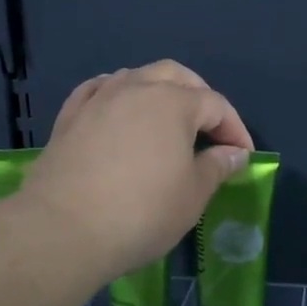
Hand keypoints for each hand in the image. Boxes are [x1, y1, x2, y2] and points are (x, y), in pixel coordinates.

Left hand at [20, 60, 253, 284]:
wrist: (63, 229)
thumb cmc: (141, 212)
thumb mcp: (192, 195)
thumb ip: (216, 167)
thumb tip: (234, 153)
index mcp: (174, 102)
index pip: (215, 105)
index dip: (234, 129)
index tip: (243, 156)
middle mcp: (137, 88)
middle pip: (175, 76)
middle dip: (198, 95)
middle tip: (209, 127)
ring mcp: (99, 99)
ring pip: (135, 77)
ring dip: (157, 91)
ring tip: (165, 119)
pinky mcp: (69, 117)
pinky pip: (98, 90)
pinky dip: (115, 94)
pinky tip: (117, 108)